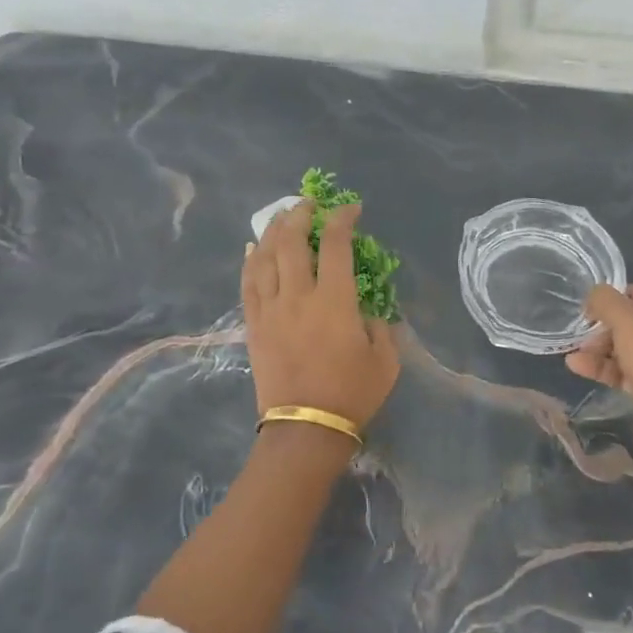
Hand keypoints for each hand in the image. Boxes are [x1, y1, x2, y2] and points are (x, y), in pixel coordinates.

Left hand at [242, 201, 399, 430]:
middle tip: (309, 203)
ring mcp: (271, 309)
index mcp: (335, 301)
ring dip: (273, 230)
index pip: (336, 245)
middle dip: (301, 214)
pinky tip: (252, 248)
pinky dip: (250, 261)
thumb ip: (379, 326)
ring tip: (282, 217)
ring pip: (265, 256)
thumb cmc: (351, 394)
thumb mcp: (385, 360)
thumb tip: (365, 311)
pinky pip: (247, 283)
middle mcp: (299, 296)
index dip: (343, 219)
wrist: (305, 429)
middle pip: (292, 241)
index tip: (352, 209)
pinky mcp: (254, 325)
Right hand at [567, 284, 632, 469]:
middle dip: (607, 328)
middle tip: (583, 335)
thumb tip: (595, 296)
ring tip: (575, 353)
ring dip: (603, 349)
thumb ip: (606, 300)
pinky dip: (610, 368)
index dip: (619, 298)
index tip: (593, 308)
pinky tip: (578, 367)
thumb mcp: (627, 319)